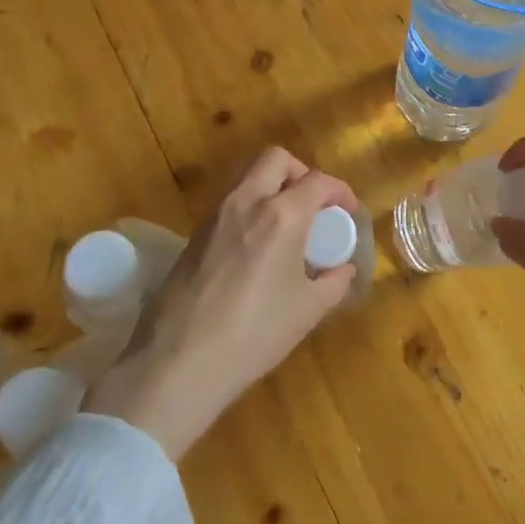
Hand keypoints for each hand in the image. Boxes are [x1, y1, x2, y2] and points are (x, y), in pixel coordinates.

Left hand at [84, 147, 356, 456]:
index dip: (340, 191)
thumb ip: (333, 282)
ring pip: (247, 175)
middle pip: (276, 159)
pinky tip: (256, 245)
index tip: (348, 212)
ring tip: (286, 223)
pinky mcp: (194, 234)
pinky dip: (249, 206)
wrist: (177, 364)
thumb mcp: (307, 311)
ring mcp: (215, 215)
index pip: (318, 181)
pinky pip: (229, 201)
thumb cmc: (253, 334)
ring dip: (272, 185)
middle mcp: (247, 201)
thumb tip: (342, 269)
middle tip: (312, 205)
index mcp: (281, 215)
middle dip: (300, 173)